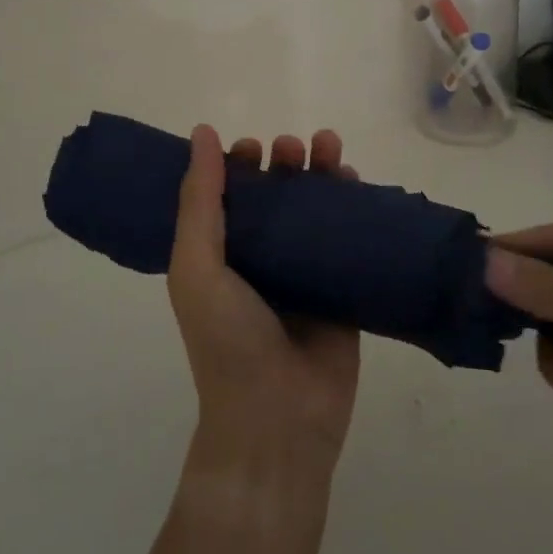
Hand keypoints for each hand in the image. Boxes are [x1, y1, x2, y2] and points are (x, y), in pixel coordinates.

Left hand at [168, 126, 361, 492]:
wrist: (278, 421)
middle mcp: (259, 259)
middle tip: (290, 147)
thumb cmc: (227, 340)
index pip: (228, 195)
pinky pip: (347, 239)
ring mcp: (302, 274)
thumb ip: (200, 200)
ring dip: (320, 173)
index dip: (237, 165)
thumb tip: (203, 132)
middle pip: (274, 196)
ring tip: (328, 146)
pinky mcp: (340, 290)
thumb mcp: (196, 266)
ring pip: (313, 210)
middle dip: (282, 162)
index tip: (250, 147)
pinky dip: (352, 206)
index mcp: (218, 255)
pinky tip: (356, 180)